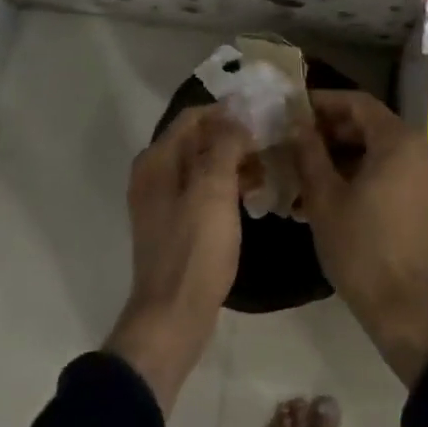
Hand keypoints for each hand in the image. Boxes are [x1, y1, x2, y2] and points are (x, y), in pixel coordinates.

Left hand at [105, 104, 253, 413]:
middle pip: (197, 140)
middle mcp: (154, 175)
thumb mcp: (213, 189)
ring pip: (203, 166)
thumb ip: (223, 145)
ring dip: (234, 162)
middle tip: (273, 142)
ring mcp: (163, 202)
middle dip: (234, 137)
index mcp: (157, 160)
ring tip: (269, 168)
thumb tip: (235, 114)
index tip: (265, 116)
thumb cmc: (195, 248)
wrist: (173, 315)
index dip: (228, 112)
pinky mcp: (176, 225)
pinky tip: (253, 195)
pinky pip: (203, 191)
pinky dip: (227, 186)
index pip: (193, 117)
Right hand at [290, 90, 427, 387]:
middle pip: (369, 125)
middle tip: (292, 141)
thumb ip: (309, 152)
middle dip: (329, 131)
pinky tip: (324, 191)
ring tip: (300, 170)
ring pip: (378, 149)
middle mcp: (422, 148)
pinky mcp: (427, 195)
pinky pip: (390, 169)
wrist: (404, 306)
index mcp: (401, 141)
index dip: (323, 102)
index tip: (292, 109)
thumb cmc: (360, 247)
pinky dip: (359, 173)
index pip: (358, 103)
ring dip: (340, 156)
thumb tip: (296, 123)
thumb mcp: (324, 197)